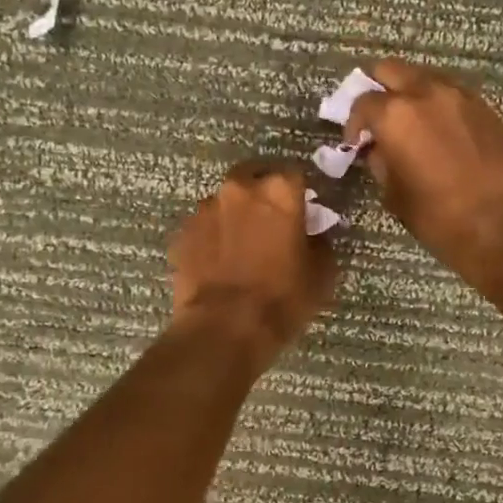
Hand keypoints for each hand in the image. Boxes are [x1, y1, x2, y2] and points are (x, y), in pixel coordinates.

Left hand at [169, 161, 334, 367]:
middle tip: (270, 222)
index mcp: (278, 191)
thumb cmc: (281, 298)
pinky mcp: (181, 233)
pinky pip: (203, 228)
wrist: (223, 328)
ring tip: (241, 246)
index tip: (303, 211)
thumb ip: (319, 242)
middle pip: (253, 178)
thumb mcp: (321, 273)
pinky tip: (218, 263)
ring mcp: (204, 209)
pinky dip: (212, 238)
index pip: (295, 175)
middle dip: (262, 194)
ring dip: (234, 216)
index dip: (300, 193)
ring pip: (224, 202)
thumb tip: (311, 234)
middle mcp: (238, 189)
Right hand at [344, 59, 502, 285]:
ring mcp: (461, 96)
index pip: (362, 102)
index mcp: (395, 114)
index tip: (357, 142)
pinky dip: (441, 105)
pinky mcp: (487, 108)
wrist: (500, 223)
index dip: (354, 122)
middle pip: (392, 69)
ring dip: (413, 93)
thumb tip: (377, 148)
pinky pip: (454, 94)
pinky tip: (443, 132)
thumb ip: (380, 160)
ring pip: (426, 77)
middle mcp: (426, 93)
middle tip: (379, 115)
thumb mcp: (393, 192)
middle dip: (379, 87)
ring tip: (413, 122)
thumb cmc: (436, 215)